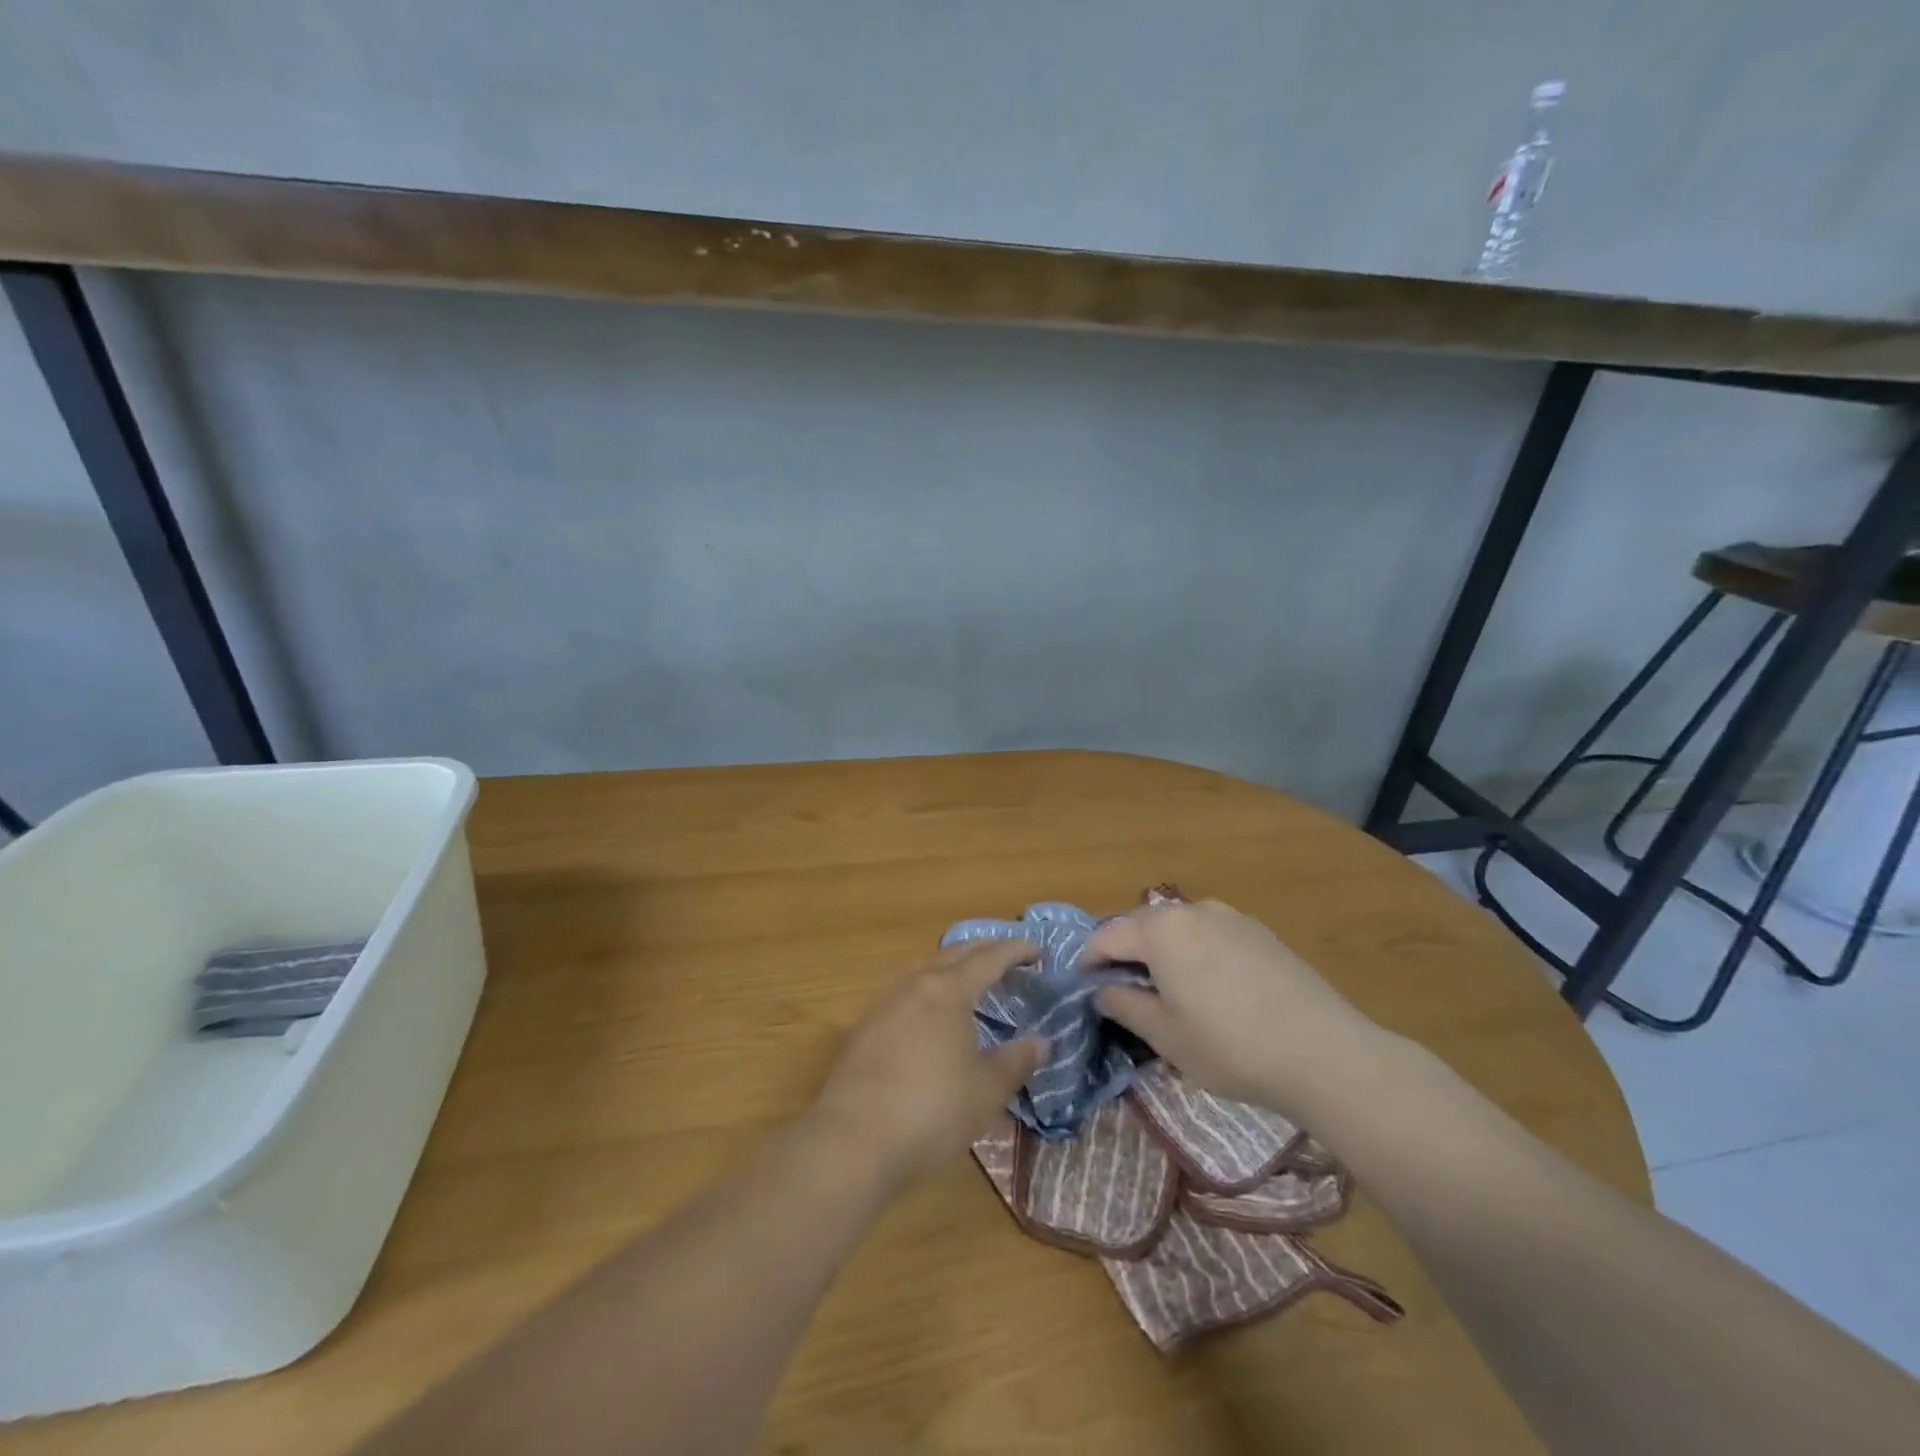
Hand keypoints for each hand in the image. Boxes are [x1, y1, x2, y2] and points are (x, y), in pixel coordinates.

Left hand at [808, 940, 1044, 1188]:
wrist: (854, 1138)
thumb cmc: (932, 1110)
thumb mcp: (987, 1090)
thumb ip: (1016, 1061)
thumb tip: (1040, 1042)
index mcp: (949, 991)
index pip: (988, 958)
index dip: (1015, 951)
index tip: (1036, 951)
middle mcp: (915, 986)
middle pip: (953, 954)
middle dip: (983, 950)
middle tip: (1007, 956)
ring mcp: (885, 1004)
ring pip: (924, 969)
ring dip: (951, 965)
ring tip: (968, 977)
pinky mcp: (865, 1028)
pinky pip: (905, 992)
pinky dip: (928, 989)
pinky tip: (930, 1013)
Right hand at [1086, 898, 1378, 1113]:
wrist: (1323, 1052)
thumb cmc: (1230, 1047)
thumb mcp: (1166, 1036)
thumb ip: (1125, 1006)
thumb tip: (1102, 991)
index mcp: (1161, 931)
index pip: (1108, 935)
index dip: (1089, 959)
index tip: (1083, 985)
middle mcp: (1192, 911)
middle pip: (1142, 924)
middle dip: (1124, 951)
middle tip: (1120, 989)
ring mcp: (1230, 917)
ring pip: (1178, 926)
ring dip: (1161, 949)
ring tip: (1165, 987)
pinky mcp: (1259, 931)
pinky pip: (1210, 933)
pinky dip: (1194, 950)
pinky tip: (1209, 986)